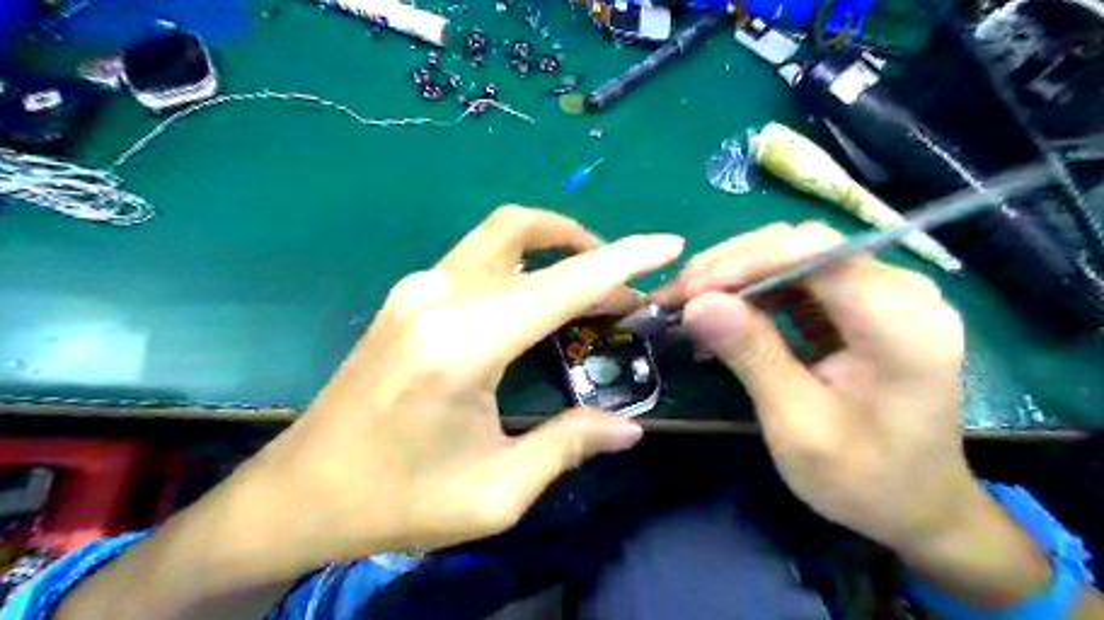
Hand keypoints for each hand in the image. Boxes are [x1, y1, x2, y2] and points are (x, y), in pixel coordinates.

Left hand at [225, 206, 681, 578]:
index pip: (563, 284)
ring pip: (498, 236)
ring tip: (588, 287)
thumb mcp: (495, 491)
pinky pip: (477, 260)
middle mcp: (438, 296)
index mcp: (463, 345)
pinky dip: (522, 265)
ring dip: (551, 246)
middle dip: (587, 245)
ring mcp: (415, 289)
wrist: (298, 493)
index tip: (668, 243)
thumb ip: (568, 445)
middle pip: (525, 233)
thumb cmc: (396, 500)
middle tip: (623, 286)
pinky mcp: (406, 297)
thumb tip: (629, 428)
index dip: (623, 259)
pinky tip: (536, 303)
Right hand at [649, 222, 978, 551]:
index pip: (816, 253)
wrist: (915, 505)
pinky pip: (798, 280)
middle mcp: (900, 291)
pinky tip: (722, 311)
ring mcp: (882, 294)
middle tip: (676, 295)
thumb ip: (751, 355)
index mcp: (900, 322)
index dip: (747, 260)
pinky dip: (753, 292)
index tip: (690, 290)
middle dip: (731, 265)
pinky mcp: (862, 305)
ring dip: (736, 275)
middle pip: (801, 246)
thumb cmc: (862, 478)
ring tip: (688, 301)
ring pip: (794, 257)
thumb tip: (695, 303)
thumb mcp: (798, 424)